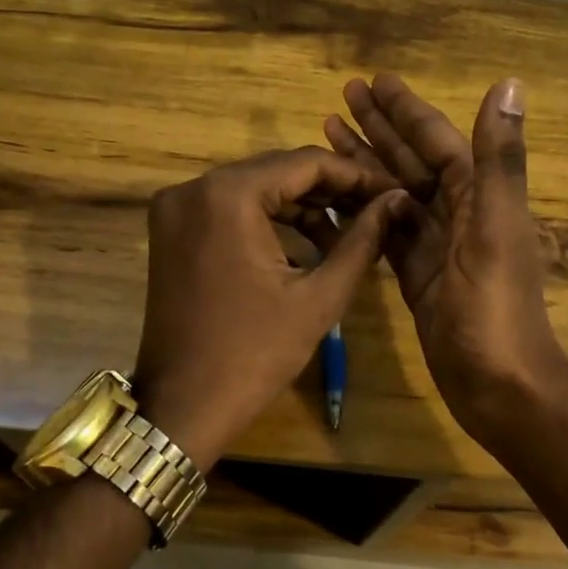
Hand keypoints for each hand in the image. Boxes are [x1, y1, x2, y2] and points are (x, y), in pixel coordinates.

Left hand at [131, 147, 407, 470]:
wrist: (183, 406)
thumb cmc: (255, 354)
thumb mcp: (319, 297)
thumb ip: (362, 240)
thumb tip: (396, 201)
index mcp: (227, 195)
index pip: (305, 163)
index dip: (356, 175)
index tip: (393, 191)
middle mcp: (193, 187)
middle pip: (277, 171)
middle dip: (330, 190)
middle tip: (376, 210)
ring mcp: (175, 208)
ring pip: (254, 188)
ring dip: (301, 206)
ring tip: (349, 232)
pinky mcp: (171, 229)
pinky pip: (230, 208)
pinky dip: (268, 220)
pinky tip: (307, 243)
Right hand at [325, 74, 567, 446]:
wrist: (498, 386)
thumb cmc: (495, 308)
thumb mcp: (496, 228)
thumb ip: (499, 159)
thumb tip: (511, 83)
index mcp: (480, 196)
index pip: (437, 141)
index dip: (407, 110)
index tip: (374, 80)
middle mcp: (459, 214)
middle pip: (412, 161)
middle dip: (380, 128)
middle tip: (341, 97)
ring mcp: (436, 247)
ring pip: (394, 194)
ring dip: (366, 164)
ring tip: (328, 134)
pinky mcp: (416, 277)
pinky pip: (385, 233)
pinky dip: (362, 213)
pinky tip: (336, 199)